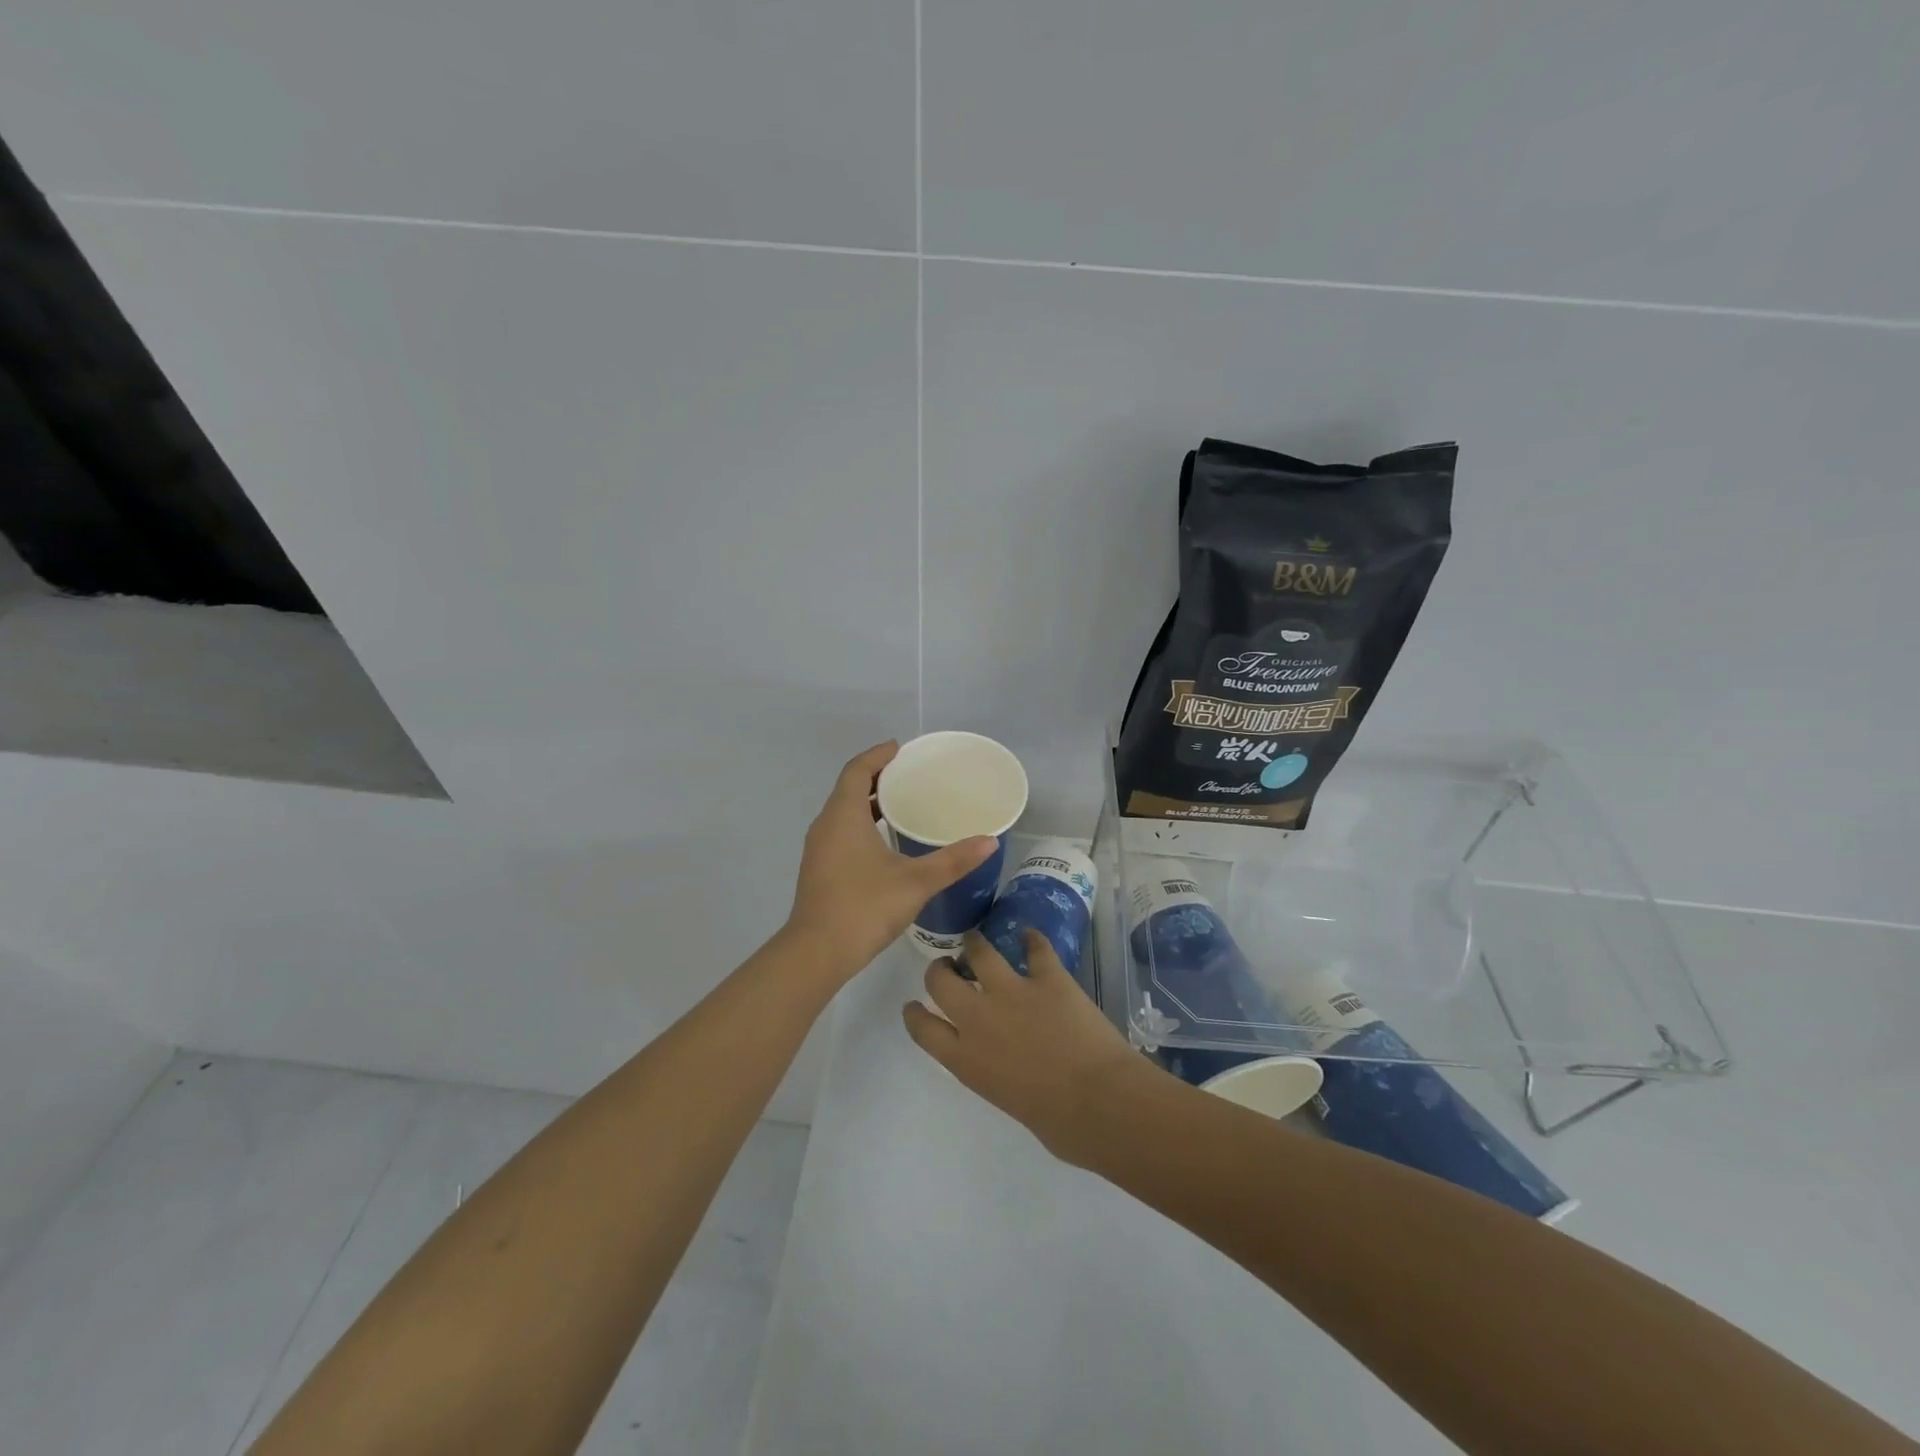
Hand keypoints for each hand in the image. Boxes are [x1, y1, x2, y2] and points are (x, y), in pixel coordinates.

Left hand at [785, 742, 997, 981]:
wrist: (817, 953)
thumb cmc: (865, 907)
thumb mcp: (916, 881)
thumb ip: (953, 860)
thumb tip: (989, 841)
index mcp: (844, 815)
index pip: (857, 770)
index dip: (877, 755)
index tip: (900, 748)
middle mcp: (826, 825)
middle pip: (848, 788)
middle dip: (876, 777)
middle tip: (909, 775)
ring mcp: (819, 849)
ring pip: (843, 812)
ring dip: (868, 802)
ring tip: (901, 805)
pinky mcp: (820, 869)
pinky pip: (841, 832)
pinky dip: (861, 824)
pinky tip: (885, 843)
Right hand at [903, 927, 1150, 1163]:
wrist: (1100, 1103)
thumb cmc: (1059, 1124)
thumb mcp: (1007, 1101)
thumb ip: (994, 1073)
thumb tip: (1007, 1065)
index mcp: (965, 1060)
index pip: (923, 1028)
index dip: (915, 1012)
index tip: (914, 1004)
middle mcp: (978, 1020)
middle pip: (940, 981)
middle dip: (940, 969)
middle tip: (949, 966)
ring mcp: (1012, 992)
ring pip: (980, 952)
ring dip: (976, 944)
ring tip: (977, 940)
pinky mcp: (1048, 978)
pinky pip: (1036, 948)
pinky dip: (1033, 940)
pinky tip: (1032, 937)